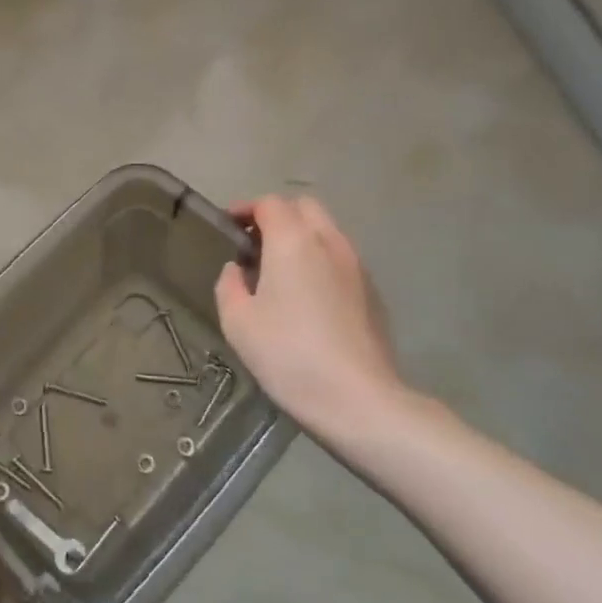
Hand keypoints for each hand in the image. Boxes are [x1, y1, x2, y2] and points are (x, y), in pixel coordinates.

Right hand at [215, 194, 404, 438]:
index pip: (270, 204)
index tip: (228, 226)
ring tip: (279, 270)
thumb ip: (229, 285)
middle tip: (254, 244)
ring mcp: (357, 266)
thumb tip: (237, 270)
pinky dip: (320, 261)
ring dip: (301, 238)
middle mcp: (329, 242)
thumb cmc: (287, 354)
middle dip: (277, 216)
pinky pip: (341, 259)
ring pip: (326, 231)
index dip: (246, 209)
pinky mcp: (372, 292)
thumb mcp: (237, 322)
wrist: (358, 398)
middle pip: (304, 207)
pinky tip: (308, 297)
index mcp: (293, 241)